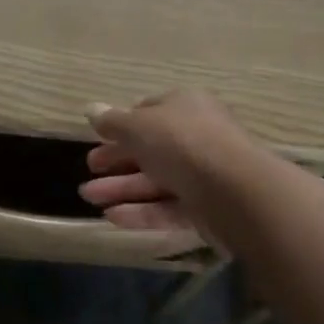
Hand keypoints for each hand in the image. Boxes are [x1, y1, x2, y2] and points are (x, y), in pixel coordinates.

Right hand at [77, 91, 256, 231]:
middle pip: (150, 147)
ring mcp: (202, 174)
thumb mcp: (139, 126)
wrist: (236, 191)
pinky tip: (111, 217)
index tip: (98, 138)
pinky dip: (140, 211)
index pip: (149, 111)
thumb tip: (90, 109)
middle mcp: (196, 136)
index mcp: (185, 106)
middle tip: (89, 169)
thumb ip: (112, 122)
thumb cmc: (183, 144)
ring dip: (121, 187)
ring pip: (156, 179)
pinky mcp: (205, 208)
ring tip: (87, 196)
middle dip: (117, 159)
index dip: (122, 124)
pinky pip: (167, 207)